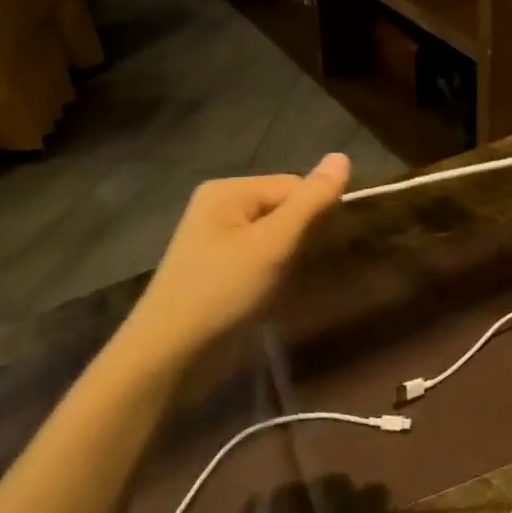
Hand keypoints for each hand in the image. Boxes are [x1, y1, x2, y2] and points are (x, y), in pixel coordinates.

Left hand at [122, 154, 350, 370]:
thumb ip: (311, 202)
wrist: (169, 356)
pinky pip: (258, 258)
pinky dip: (270, 274)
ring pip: (274, 237)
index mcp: (229, 190)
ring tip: (279, 286)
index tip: (315, 250)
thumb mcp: (274, 244)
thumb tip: (342, 155)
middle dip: (298, 239)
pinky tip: (266, 296)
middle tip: (291, 270)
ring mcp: (214, 239)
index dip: (313, 215)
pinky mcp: (215, 269)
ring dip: (286, 260)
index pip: (294, 186)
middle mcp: (219, 206)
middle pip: (283, 209)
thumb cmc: (223, 291)